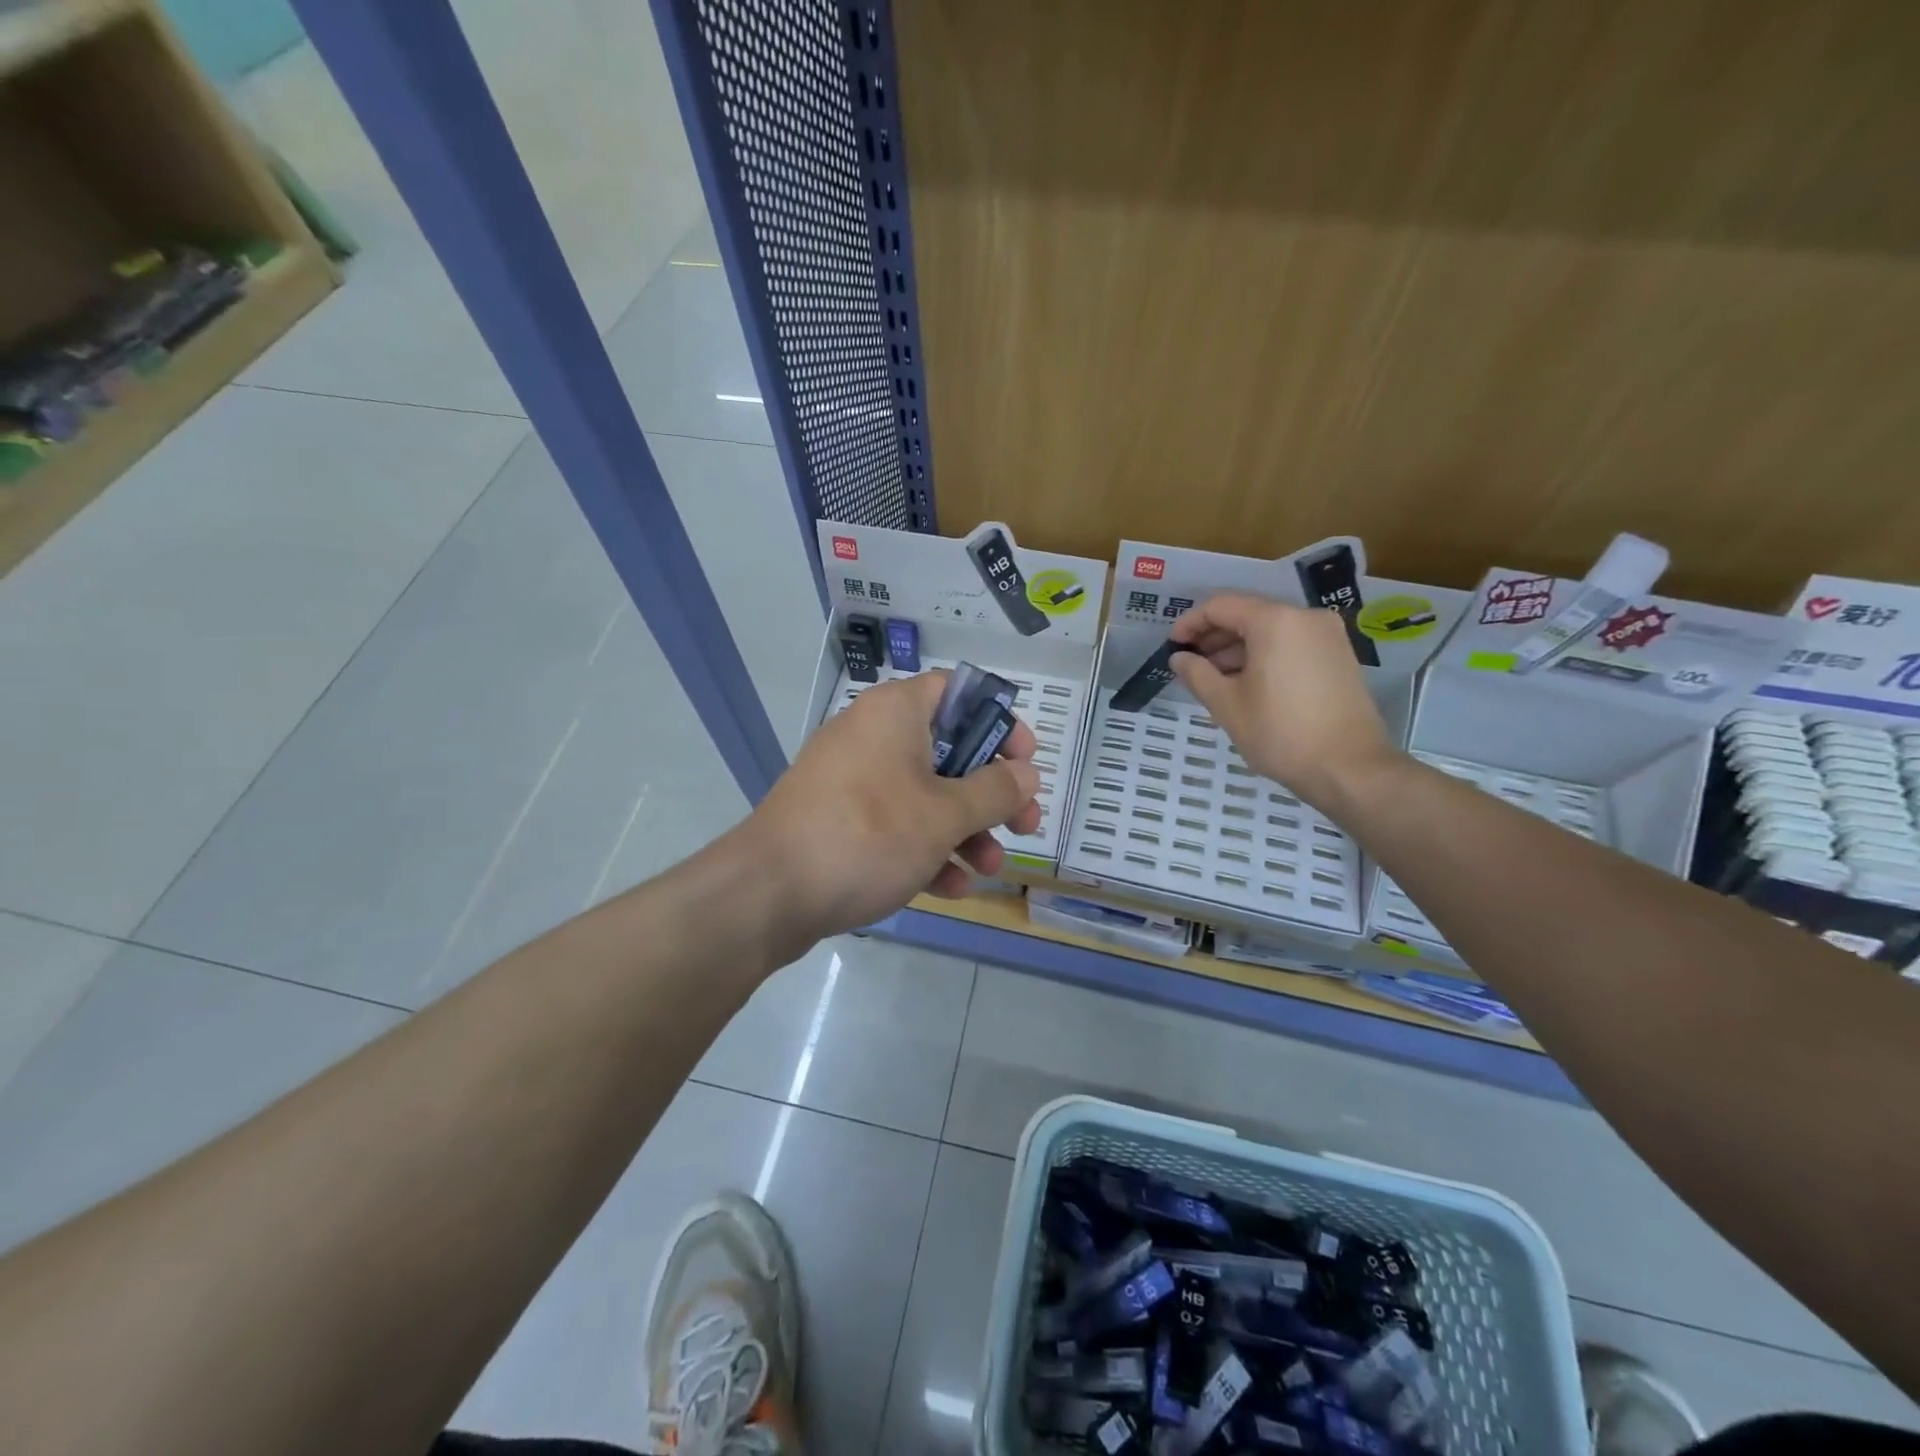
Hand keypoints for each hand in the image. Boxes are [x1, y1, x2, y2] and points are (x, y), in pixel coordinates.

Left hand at [745, 671, 1042, 942]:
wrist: (769, 892)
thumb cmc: (868, 835)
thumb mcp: (944, 815)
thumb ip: (994, 791)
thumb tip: (1027, 774)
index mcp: (896, 712)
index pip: (959, 693)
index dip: (1000, 722)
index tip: (1025, 761)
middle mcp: (872, 736)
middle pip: (949, 751)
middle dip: (991, 793)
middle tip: (1024, 825)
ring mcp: (852, 780)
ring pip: (924, 794)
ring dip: (965, 830)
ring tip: (990, 868)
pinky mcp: (838, 820)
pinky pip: (894, 824)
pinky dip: (925, 849)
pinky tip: (950, 888)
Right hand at [1169, 593, 1398, 808]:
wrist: (1349, 767)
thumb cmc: (1280, 732)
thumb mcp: (1227, 704)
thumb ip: (1197, 674)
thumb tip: (1179, 658)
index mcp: (1275, 621)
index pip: (1221, 606)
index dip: (1190, 623)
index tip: (1172, 647)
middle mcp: (1304, 617)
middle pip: (1248, 614)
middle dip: (1214, 637)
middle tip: (1189, 664)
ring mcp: (1327, 635)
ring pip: (1270, 630)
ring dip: (1237, 648)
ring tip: (1213, 678)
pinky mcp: (1338, 655)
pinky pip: (1290, 643)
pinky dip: (1263, 655)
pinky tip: (1245, 683)